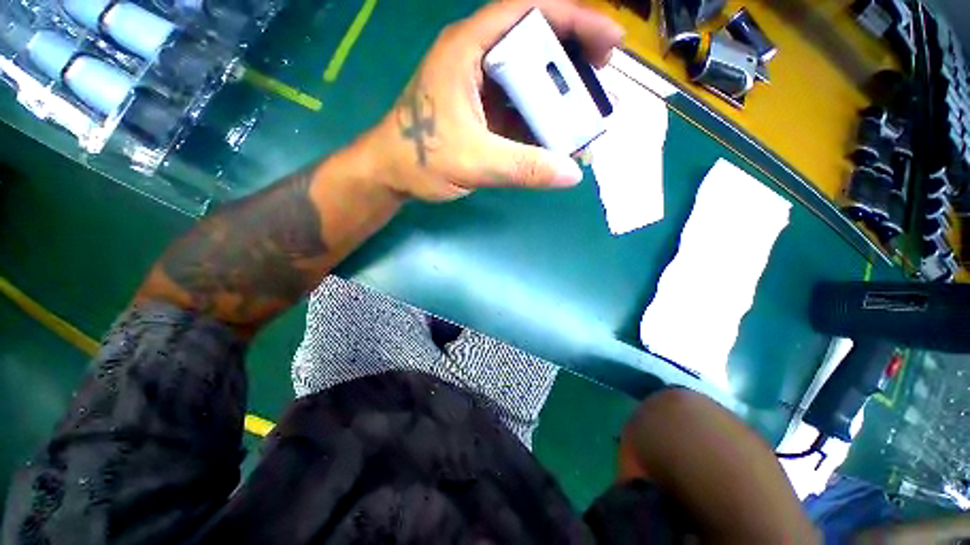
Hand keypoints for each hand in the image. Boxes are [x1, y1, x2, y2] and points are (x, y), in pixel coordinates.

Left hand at [365, 0, 623, 200]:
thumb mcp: (473, 161)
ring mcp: (480, 88)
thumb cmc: (421, 158)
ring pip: (528, 77)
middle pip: (533, 42)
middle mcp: (477, 60)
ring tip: (586, 107)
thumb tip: (572, 173)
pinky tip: (557, 132)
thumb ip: (522, 167)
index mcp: (468, 50)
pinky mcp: (482, 113)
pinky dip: (541, 117)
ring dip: (558, 91)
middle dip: (571, 55)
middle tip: (602, 75)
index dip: (572, 19)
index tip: (609, 39)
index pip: (526, 13)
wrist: (393, 174)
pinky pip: (519, 107)